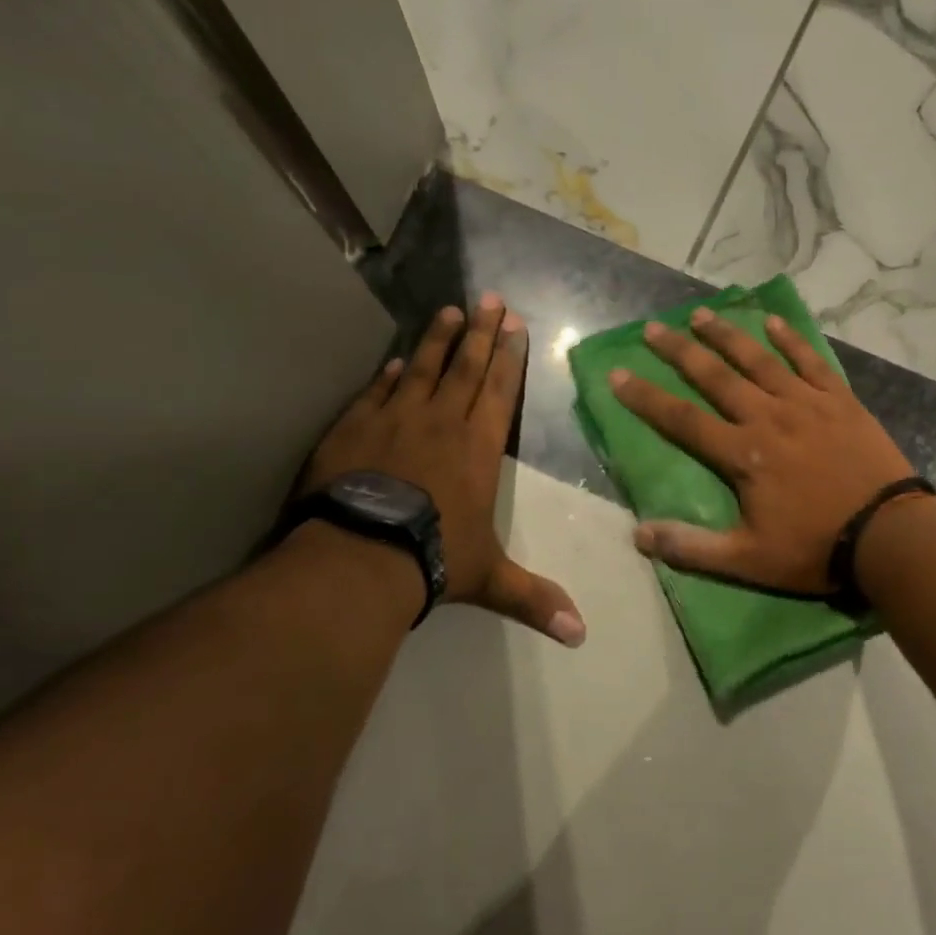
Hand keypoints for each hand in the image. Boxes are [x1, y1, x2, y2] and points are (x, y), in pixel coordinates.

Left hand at [303, 294, 585, 644]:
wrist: (361, 555)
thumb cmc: (435, 557)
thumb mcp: (490, 579)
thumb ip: (534, 599)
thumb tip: (581, 635)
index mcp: (478, 448)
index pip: (499, 392)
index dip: (509, 358)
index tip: (515, 325)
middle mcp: (441, 423)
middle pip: (465, 368)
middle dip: (481, 333)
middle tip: (490, 299)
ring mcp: (395, 420)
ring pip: (421, 368)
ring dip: (437, 339)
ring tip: (448, 310)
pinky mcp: (354, 428)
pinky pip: (376, 392)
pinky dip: (387, 375)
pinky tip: (392, 361)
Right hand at [609, 307, 916, 593]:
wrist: (888, 534)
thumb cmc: (815, 548)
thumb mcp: (748, 561)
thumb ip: (692, 547)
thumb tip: (639, 535)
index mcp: (743, 454)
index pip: (682, 420)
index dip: (646, 397)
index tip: (618, 373)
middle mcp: (768, 416)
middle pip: (716, 377)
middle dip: (680, 351)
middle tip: (653, 328)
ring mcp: (806, 403)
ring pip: (759, 359)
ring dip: (727, 335)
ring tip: (701, 314)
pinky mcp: (839, 400)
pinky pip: (810, 361)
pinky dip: (791, 340)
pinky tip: (774, 322)